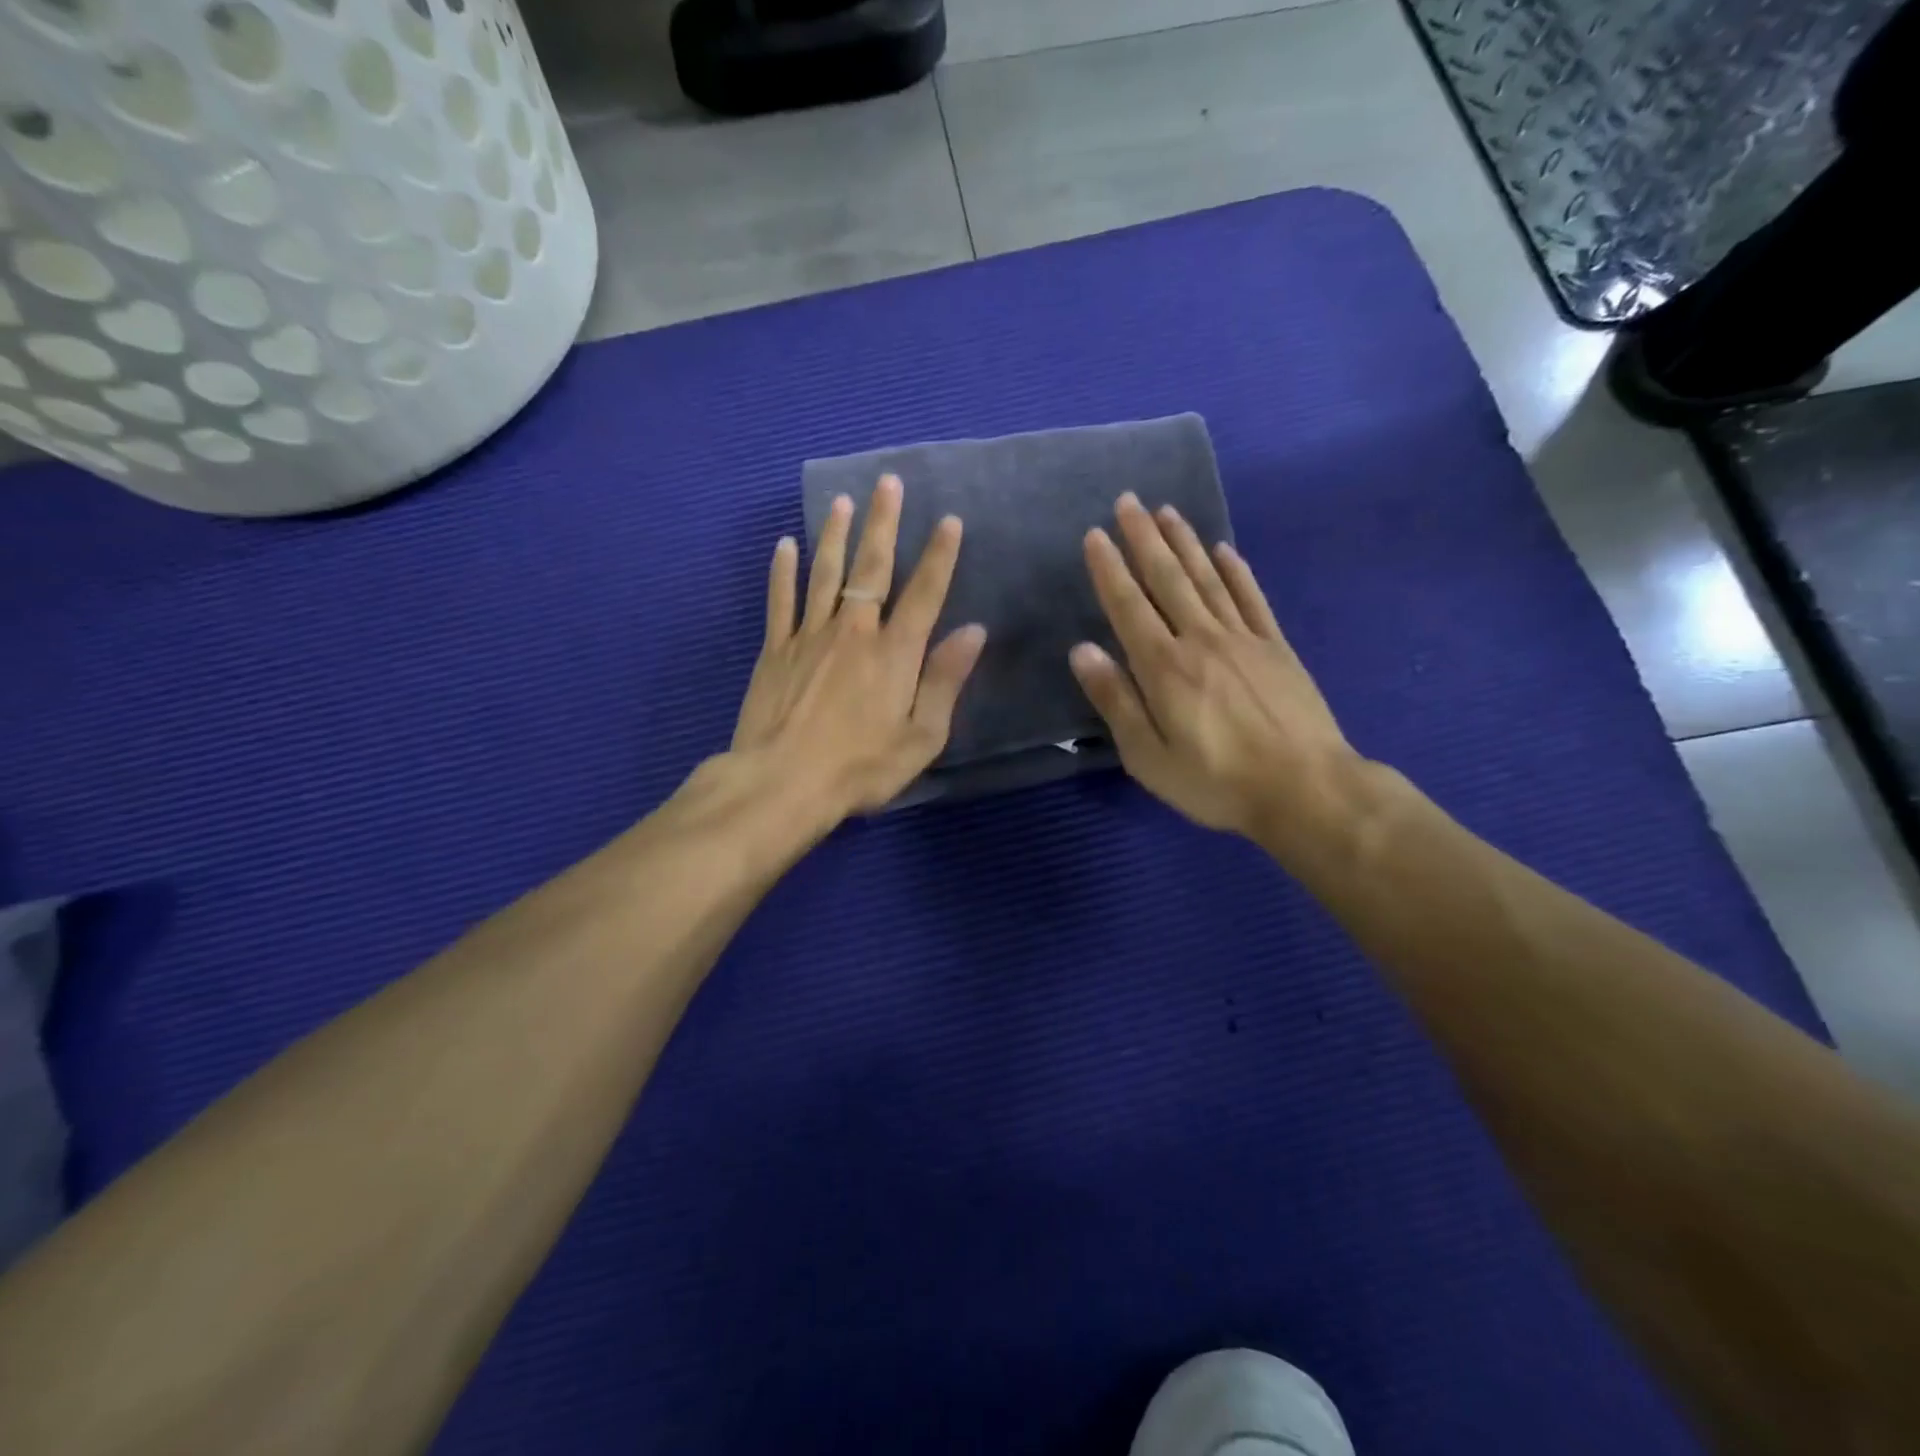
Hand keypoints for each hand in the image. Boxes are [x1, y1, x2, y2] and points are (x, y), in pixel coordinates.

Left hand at [730, 474, 986, 819]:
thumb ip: (945, 680)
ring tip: (841, 499)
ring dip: (835, 534)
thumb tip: (973, 632)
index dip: (939, 556)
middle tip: (887, 482)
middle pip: (871, 567)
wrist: (782, 783)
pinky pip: (780, 600)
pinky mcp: (775, 651)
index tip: (949, 520)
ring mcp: (809, 637)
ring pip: (824, 573)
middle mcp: (853, 631)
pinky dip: (783, 571)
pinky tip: (785, 545)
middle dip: (882, 523)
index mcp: (895, 653)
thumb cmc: (861, 767)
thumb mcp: (921, 736)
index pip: (924, 593)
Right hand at [1069, 493, 1361, 850]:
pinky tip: (1224, 549)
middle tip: (1127, 501)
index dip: (1109, 569)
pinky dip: (1236, 570)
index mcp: (1163, 667)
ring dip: (1184, 542)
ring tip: (1166, 511)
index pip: (1128, 606)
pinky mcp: (1276, 647)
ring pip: (1207, 578)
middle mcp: (1200, 639)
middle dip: (1144, 538)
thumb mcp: (1148, 756)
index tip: (1095, 535)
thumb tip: (1082, 650)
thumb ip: (1115, 700)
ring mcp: (1243, 638)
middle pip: (1167, 579)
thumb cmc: (1216, 781)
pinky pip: (1251, 598)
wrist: (1306, 789)